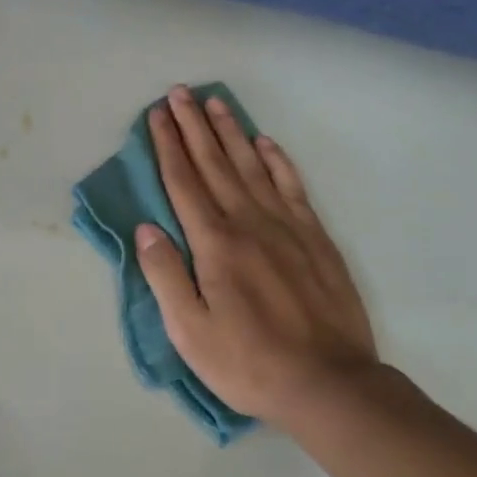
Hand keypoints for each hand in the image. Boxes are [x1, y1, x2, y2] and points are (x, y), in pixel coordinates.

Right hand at [136, 85, 378, 425]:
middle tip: (179, 92)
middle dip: (193, 125)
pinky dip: (277, 160)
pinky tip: (265, 142)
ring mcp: (286, 227)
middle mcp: (248, 223)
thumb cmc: (249, 362)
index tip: (157, 114)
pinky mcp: (315, 238)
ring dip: (231, 132)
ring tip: (216, 102)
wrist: (331, 385)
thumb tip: (146, 228)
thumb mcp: (190, 331)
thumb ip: (165, 275)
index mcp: (214, 243)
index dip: (168, 145)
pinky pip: (292, 186)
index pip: (184, 182)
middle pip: (215, 163)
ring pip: (252, 166)